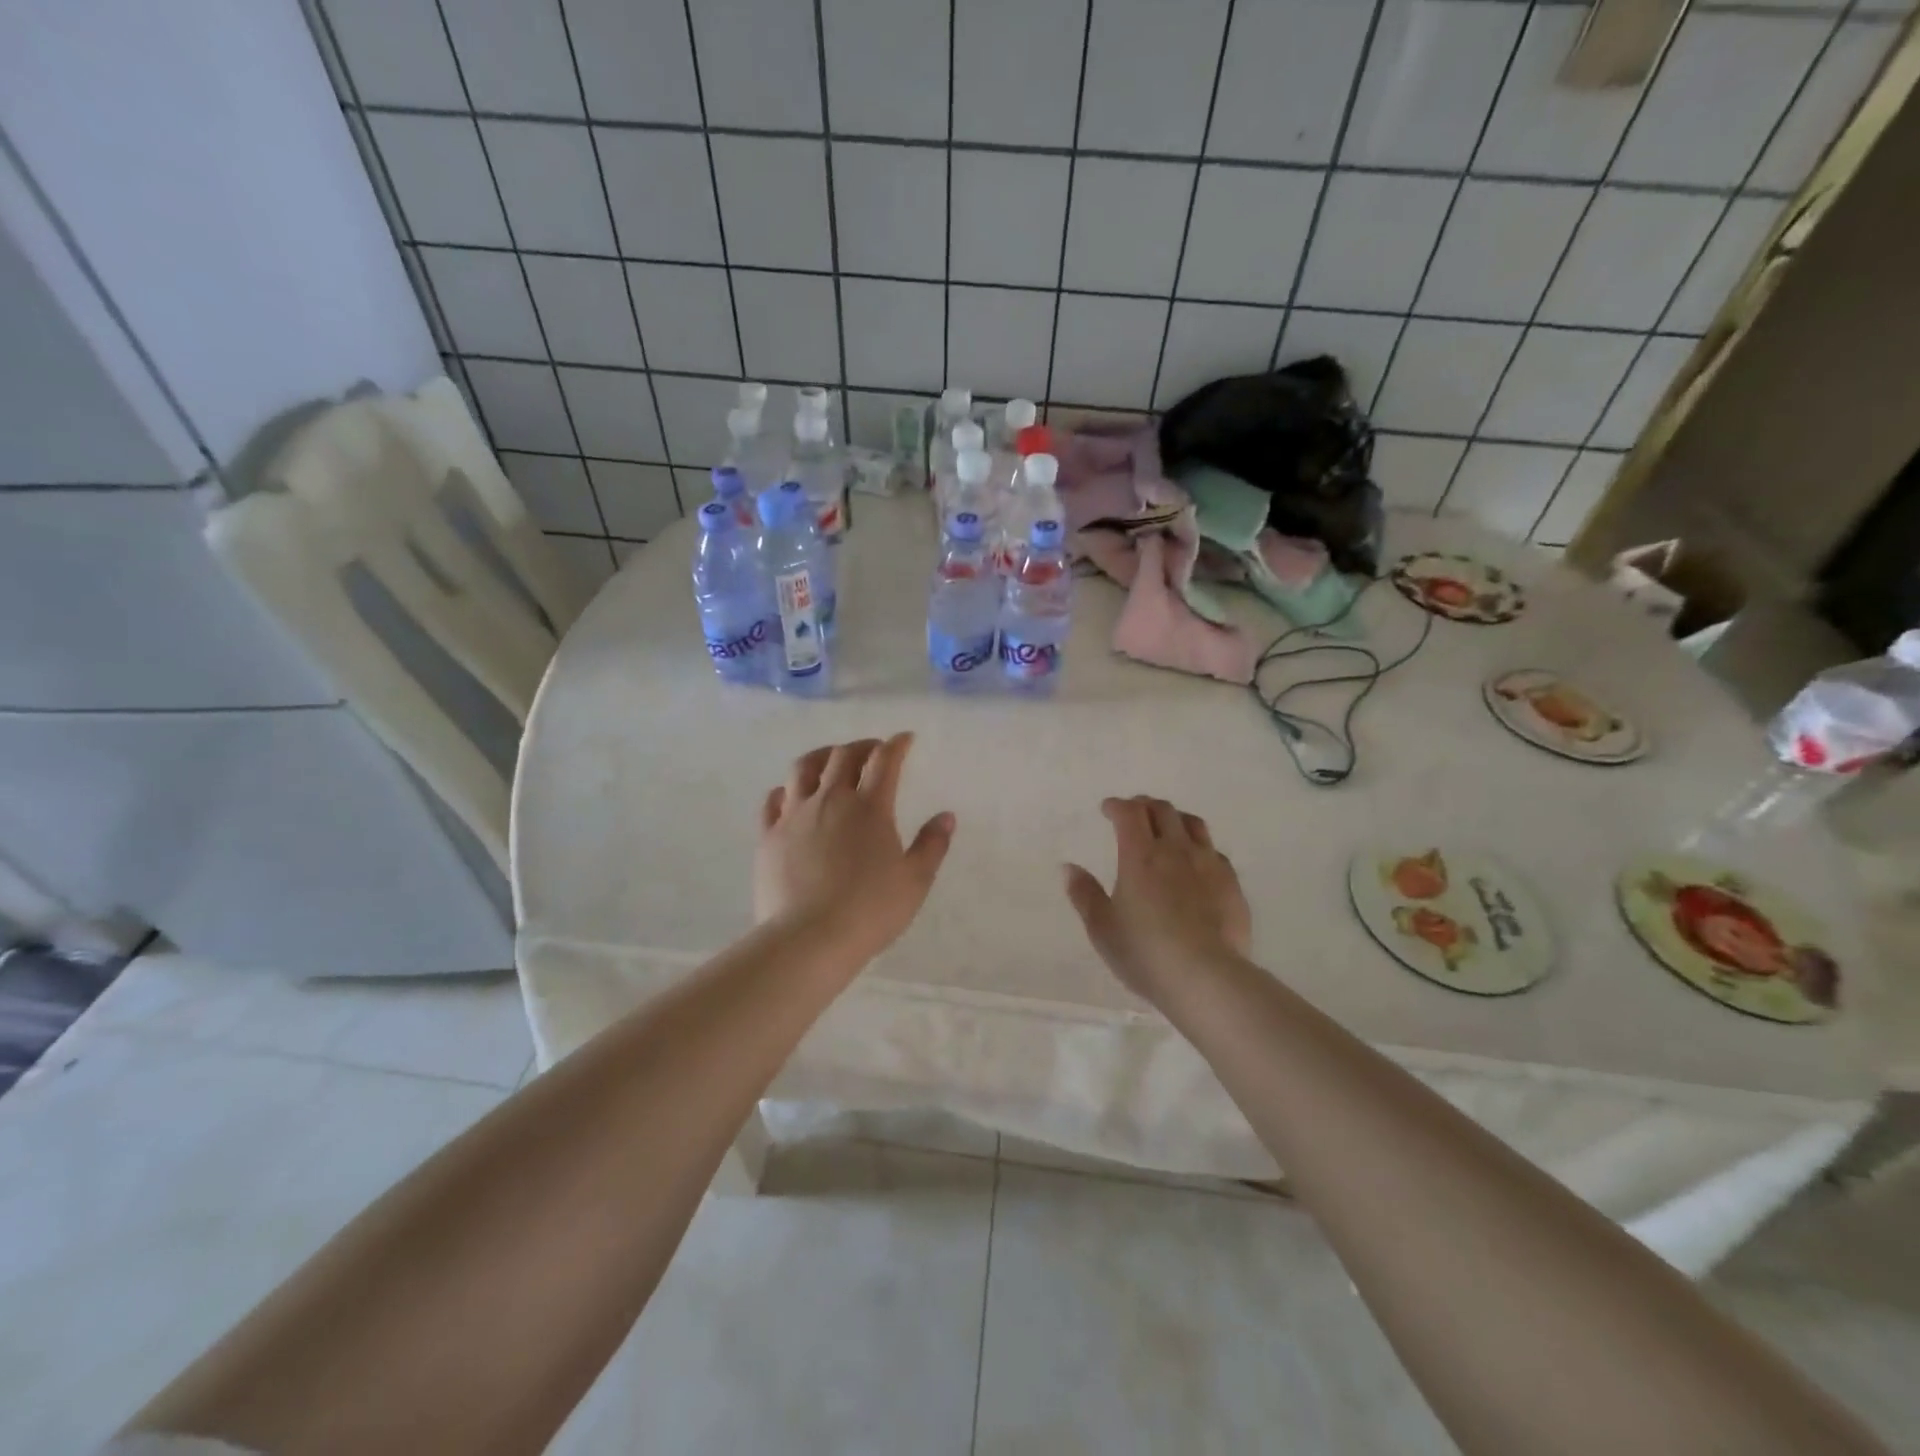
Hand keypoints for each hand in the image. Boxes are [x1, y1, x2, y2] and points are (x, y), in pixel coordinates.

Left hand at [755, 734, 955, 963]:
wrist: (809, 938)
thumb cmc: (870, 910)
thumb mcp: (915, 880)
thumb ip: (932, 845)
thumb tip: (946, 816)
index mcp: (870, 807)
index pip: (885, 761)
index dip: (897, 745)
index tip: (905, 739)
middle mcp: (831, 800)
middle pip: (843, 755)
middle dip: (861, 746)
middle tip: (873, 750)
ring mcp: (794, 815)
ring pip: (804, 768)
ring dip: (822, 756)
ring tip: (830, 759)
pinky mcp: (769, 835)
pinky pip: (773, 799)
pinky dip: (786, 788)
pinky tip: (790, 793)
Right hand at [1063, 797, 1251, 1001]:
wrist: (1207, 977)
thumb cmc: (1145, 952)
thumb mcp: (1102, 928)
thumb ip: (1084, 894)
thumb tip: (1069, 868)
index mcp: (1140, 856)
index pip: (1129, 813)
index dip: (1117, 806)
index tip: (1107, 809)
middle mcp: (1176, 850)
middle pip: (1162, 810)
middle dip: (1144, 805)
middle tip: (1134, 813)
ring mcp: (1209, 864)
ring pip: (1193, 824)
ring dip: (1175, 818)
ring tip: (1167, 828)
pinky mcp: (1232, 883)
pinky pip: (1215, 851)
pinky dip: (1199, 847)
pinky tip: (1196, 862)